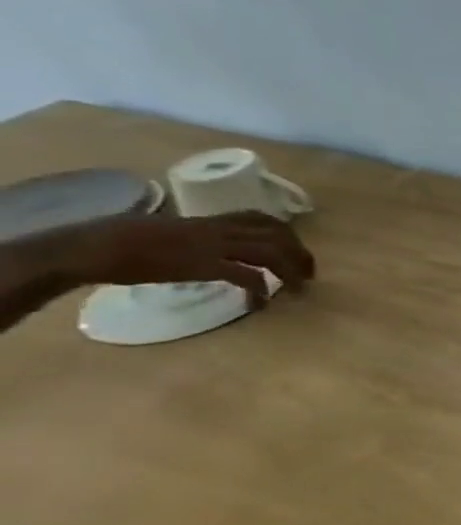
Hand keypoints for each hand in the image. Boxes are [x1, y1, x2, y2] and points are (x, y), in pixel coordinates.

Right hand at [61, 212, 314, 309]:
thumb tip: (199, 248)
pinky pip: (246, 277)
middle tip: (308, 274)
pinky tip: (258, 306)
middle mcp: (218, 229)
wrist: (88, 247)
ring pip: (271, 253)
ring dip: (291, 272)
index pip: (262, 218)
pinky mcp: (202, 266)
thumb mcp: (165, 230)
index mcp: (208, 220)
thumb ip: (191, 236)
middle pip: (278, 235)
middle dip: (300, 254)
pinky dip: (259, 291)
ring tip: (298, 291)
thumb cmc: (114, 240)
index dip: (286, 233)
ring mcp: (212, 246)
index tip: (295, 249)